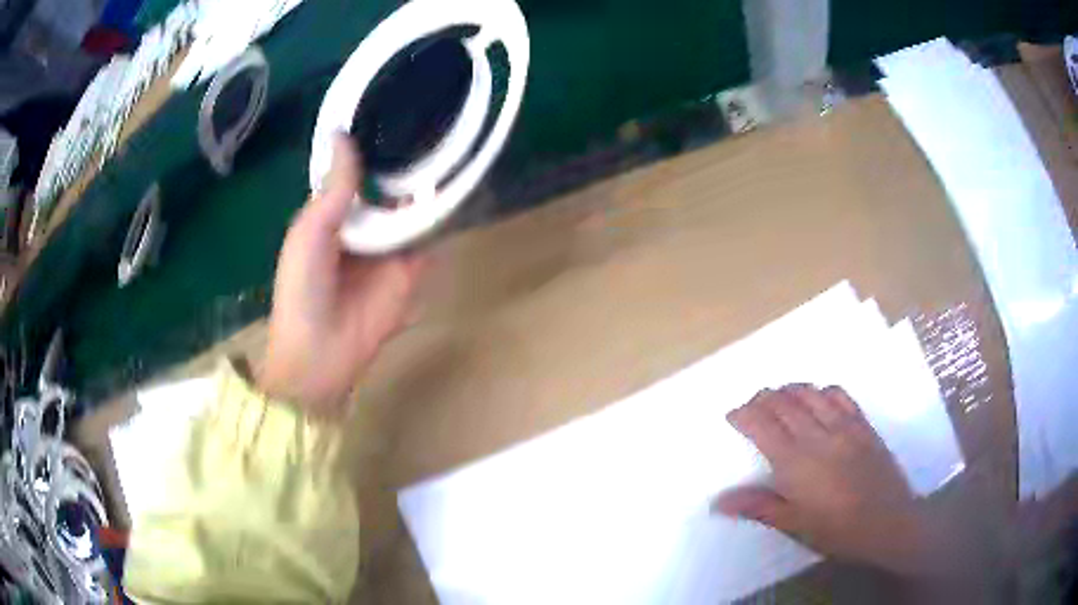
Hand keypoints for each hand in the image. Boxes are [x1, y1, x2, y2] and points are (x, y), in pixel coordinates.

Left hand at [259, 134, 425, 416]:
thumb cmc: (302, 288)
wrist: (321, 353)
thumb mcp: (310, 232)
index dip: (371, 148)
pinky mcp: (412, 269)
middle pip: (388, 189)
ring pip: (411, 209)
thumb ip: (333, 189)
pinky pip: (429, 238)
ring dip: (427, 185)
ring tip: (450, 141)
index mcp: (331, 216)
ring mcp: (389, 248)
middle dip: (405, 162)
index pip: (356, 175)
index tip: (393, 110)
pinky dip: (442, 217)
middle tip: (431, 119)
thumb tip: (343, 134)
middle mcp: (362, 226)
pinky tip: (459, 186)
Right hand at [714, 385, 934, 574]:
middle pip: (784, 403)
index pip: (762, 425)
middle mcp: (817, 435)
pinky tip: (818, 398)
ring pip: (810, 393)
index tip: (732, 415)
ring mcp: (843, 426)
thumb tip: (718, 501)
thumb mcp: (794, 525)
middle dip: (762, 399)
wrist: (888, 523)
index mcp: (795, 462)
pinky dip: (822, 390)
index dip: (744, 414)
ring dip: (789, 390)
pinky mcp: (863, 424)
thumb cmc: (837, 531)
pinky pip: (840, 395)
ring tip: (779, 398)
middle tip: (751, 406)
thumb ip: (758, 507)